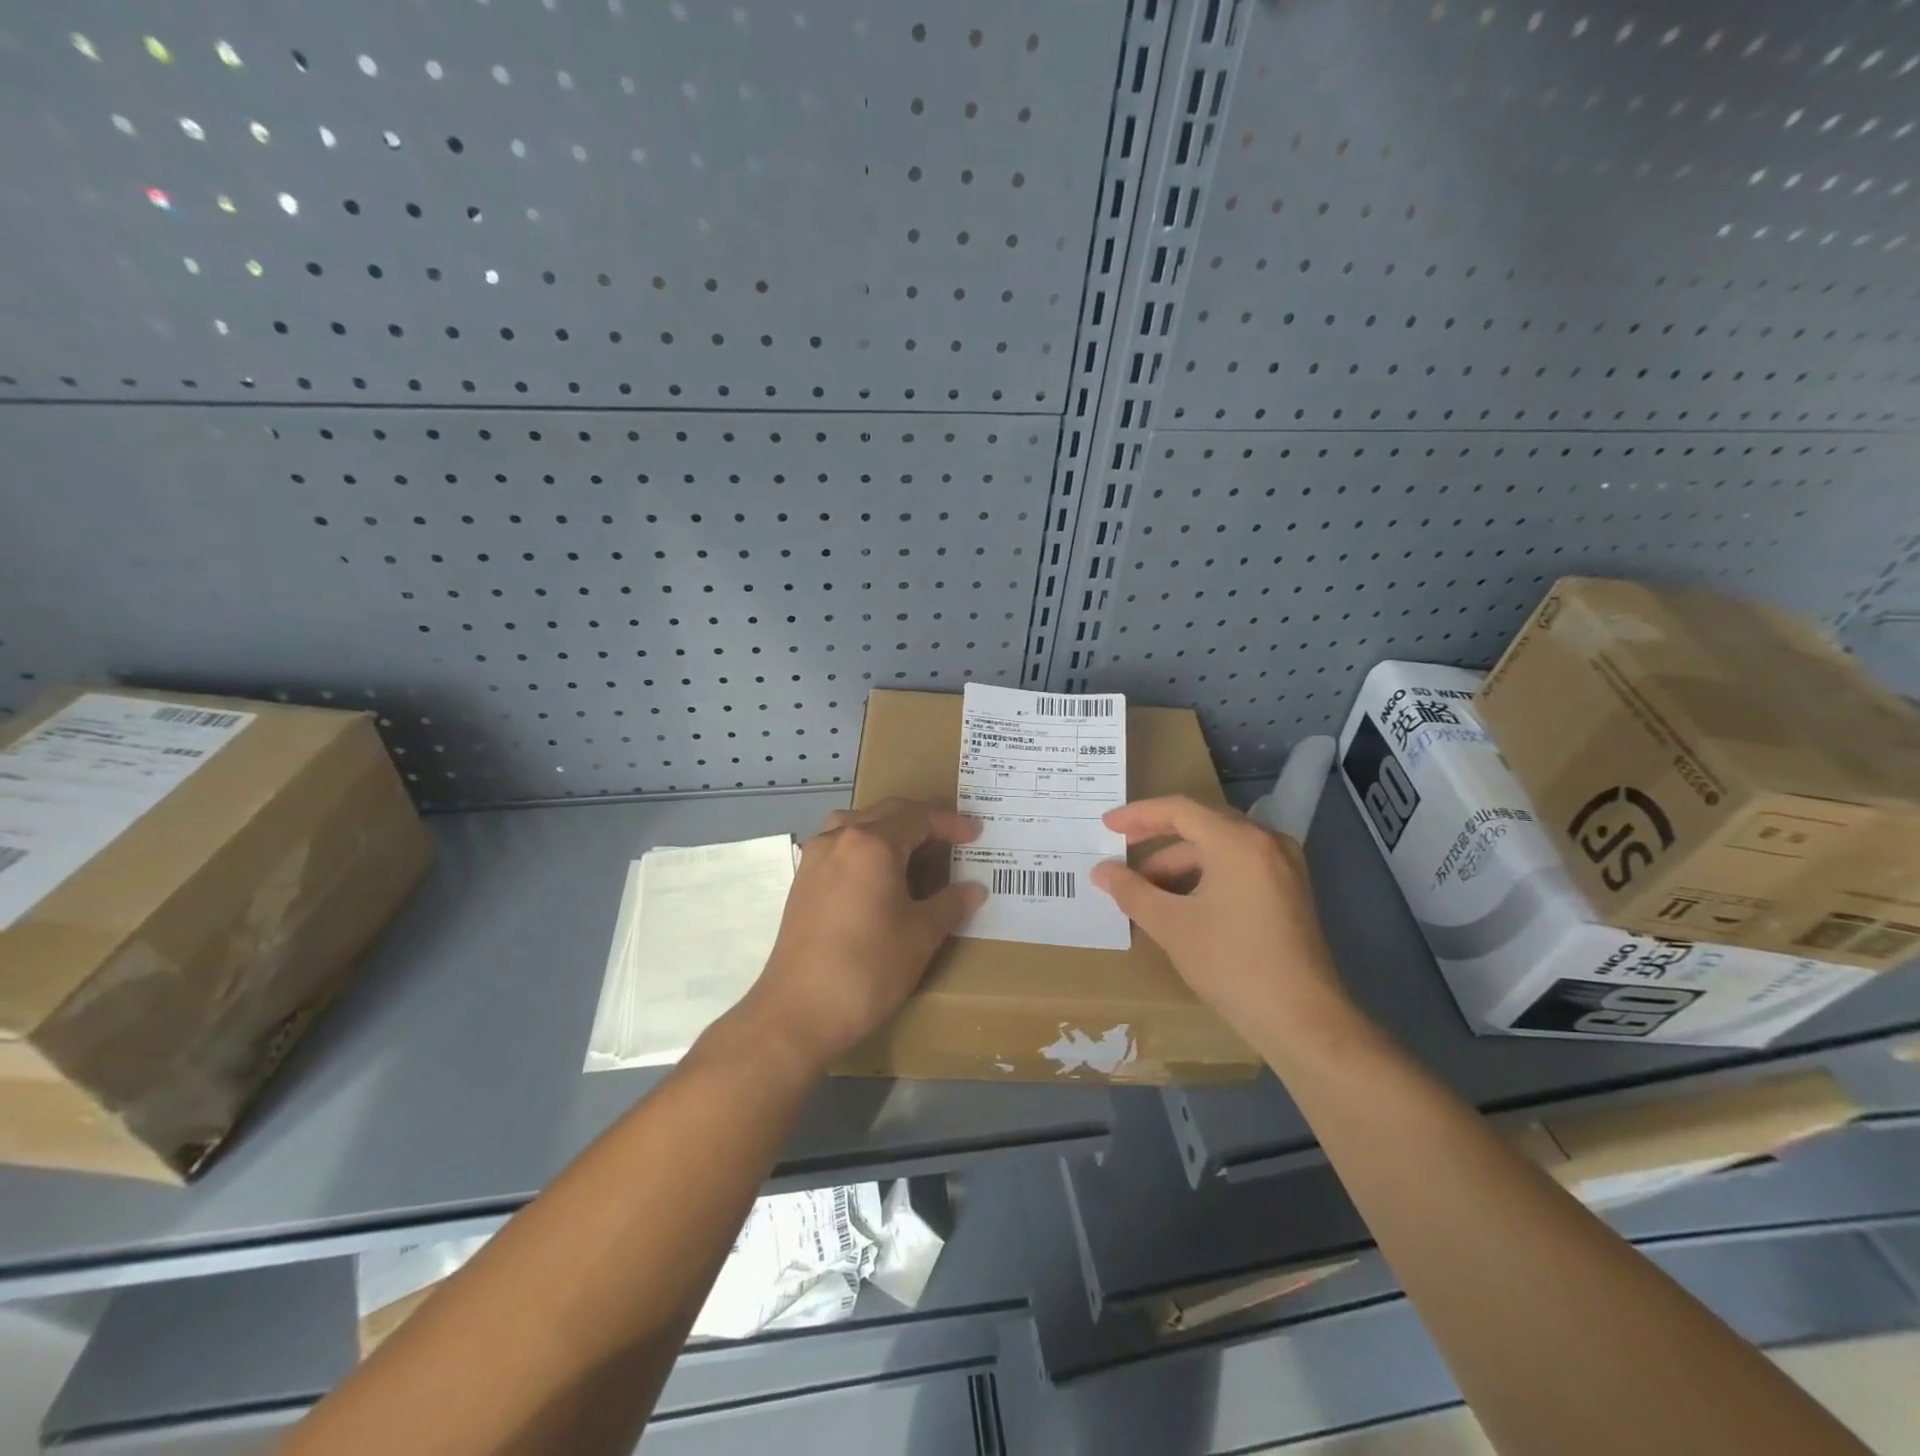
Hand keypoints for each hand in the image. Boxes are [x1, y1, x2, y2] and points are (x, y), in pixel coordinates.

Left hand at [736, 799, 985, 1073]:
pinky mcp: (802, 881)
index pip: (917, 817)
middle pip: (886, 813)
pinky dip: (865, 847)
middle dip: (922, 821)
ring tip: (914, 850)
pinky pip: (840, 846)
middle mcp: (839, 839)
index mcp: (872, 843)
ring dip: (889, 829)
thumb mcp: (921, 935)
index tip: (975, 834)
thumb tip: (974, 889)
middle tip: (951, 838)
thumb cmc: (868, 968)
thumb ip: (951, 904)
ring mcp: (815, 858)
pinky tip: (878, 875)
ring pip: (857, 825)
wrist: (798, 1012)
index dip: (949, 823)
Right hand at [1090, 796, 1348, 1035]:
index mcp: (1239, 842)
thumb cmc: (1232, 965)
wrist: (1303, 1020)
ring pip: (1220, 848)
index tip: (1107, 826)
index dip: (1138, 815)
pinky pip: (1239, 865)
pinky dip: (1206, 875)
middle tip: (1122, 853)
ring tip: (1147, 891)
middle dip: (1157, 840)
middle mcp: (1266, 842)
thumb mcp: (1171, 926)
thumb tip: (1101, 871)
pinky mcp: (1290, 890)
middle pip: (1202, 824)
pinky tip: (1182, 901)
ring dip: (1180, 864)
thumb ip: (1131, 891)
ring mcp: (1284, 865)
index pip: (1180, 810)